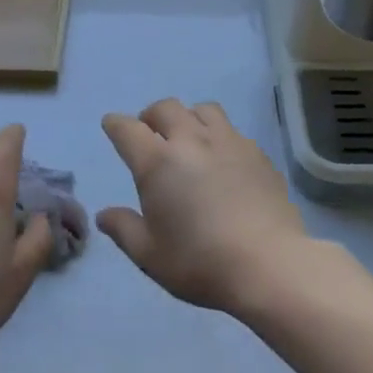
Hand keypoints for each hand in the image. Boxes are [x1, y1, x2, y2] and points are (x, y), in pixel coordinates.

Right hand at [98, 99, 307, 312]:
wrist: (268, 264)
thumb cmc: (200, 262)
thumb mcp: (149, 255)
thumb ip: (123, 229)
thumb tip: (104, 214)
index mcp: (158, 162)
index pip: (128, 129)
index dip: (116, 124)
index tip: (112, 126)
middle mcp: (191, 140)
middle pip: (166, 108)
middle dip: (151, 116)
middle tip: (150, 134)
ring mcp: (229, 142)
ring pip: (203, 110)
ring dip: (188, 118)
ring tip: (189, 139)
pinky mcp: (257, 153)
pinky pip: (232, 130)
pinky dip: (218, 136)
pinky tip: (223, 160)